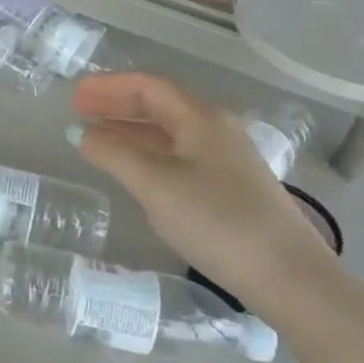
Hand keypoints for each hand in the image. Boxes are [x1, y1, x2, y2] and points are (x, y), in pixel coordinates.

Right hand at [70, 75, 338, 314]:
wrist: (289, 276)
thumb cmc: (217, 221)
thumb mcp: (155, 185)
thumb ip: (113, 153)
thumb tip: (80, 132)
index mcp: (201, 118)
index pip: (148, 86)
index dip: (108, 86)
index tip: (75, 96)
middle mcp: (216, 129)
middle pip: (159, 104)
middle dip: (116, 104)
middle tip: (79, 111)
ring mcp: (226, 158)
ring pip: (168, 131)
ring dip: (130, 129)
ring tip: (96, 138)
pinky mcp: (230, 186)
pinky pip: (178, 154)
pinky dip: (147, 152)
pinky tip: (133, 169)